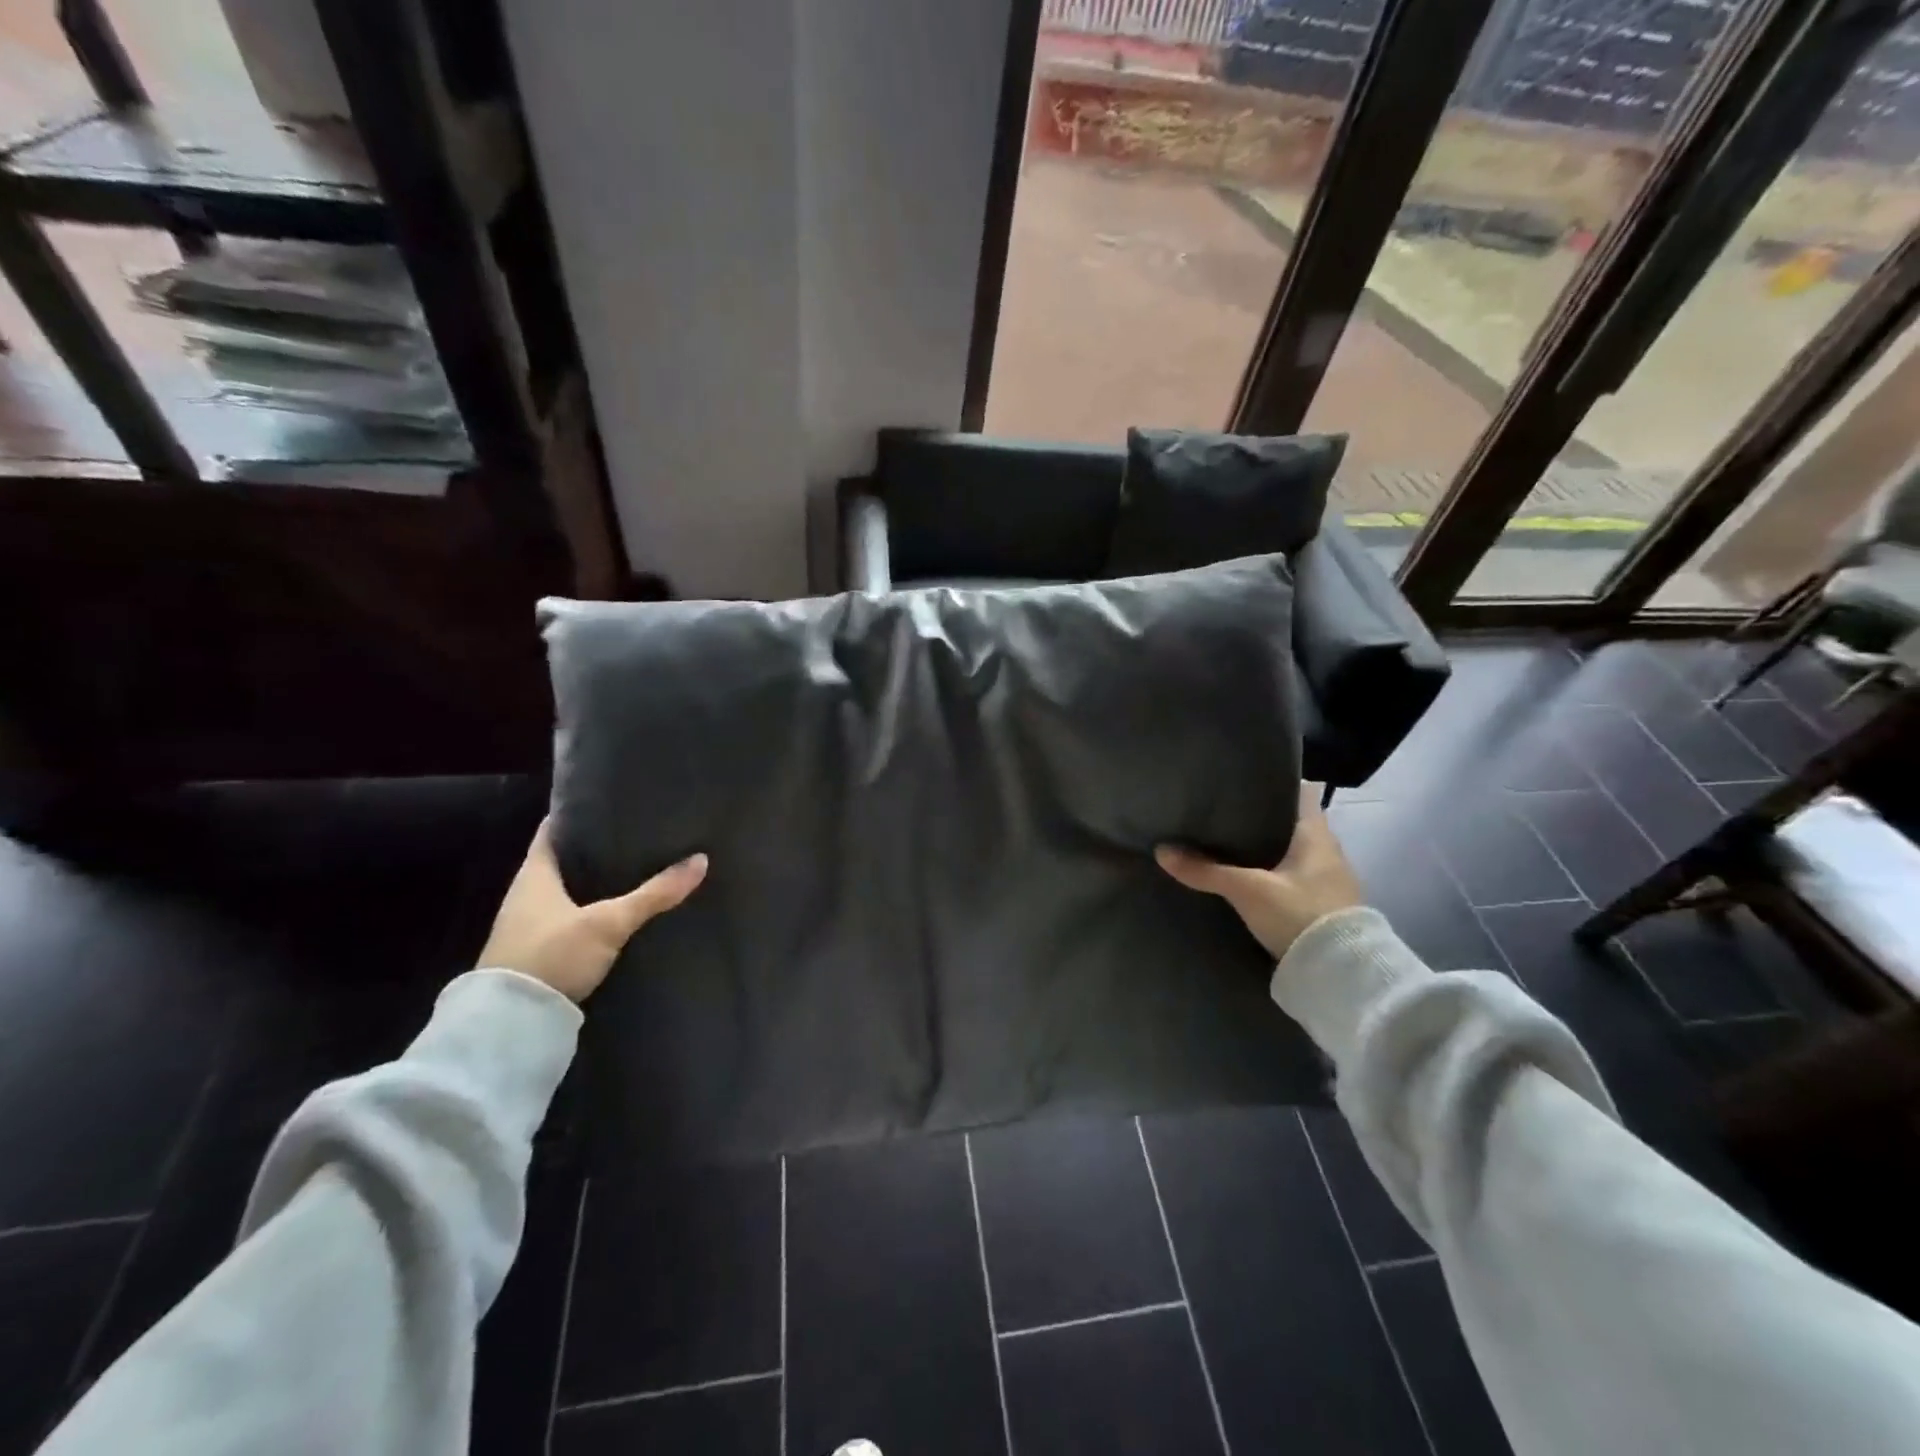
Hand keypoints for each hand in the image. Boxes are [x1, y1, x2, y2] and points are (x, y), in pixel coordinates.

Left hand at [477, 820, 707, 1001]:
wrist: (512, 1024)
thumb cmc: (553, 954)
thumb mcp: (609, 922)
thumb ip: (654, 894)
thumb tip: (701, 860)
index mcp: (533, 875)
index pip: (552, 830)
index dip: (577, 814)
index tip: (608, 803)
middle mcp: (525, 894)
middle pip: (561, 860)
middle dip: (594, 848)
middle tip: (634, 834)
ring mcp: (528, 926)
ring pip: (565, 891)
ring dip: (592, 881)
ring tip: (634, 869)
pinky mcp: (538, 953)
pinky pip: (568, 917)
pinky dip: (590, 909)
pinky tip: (617, 911)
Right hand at [1155, 786, 1362, 960]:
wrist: (1341, 975)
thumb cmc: (1299, 914)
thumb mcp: (1247, 891)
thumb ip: (1205, 870)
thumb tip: (1162, 850)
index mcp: (1317, 834)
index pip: (1299, 793)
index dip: (1274, 785)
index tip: (1243, 782)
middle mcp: (1327, 852)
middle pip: (1291, 823)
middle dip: (1261, 820)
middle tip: (1223, 814)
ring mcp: (1328, 881)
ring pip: (1292, 853)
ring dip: (1267, 850)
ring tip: (1228, 845)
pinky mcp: (1323, 907)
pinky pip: (1293, 878)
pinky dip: (1272, 875)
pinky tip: (1247, 879)